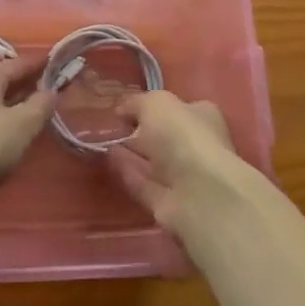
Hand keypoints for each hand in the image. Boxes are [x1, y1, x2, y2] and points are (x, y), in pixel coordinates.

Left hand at [0, 58, 53, 205]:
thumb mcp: (22, 124)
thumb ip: (41, 104)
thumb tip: (51, 90)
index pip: (20, 62)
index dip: (42, 64)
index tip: (61, 63)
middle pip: (4, 80)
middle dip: (28, 84)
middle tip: (53, 89)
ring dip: (14, 103)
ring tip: (34, 112)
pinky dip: (0, 119)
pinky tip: (9, 133)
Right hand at [106, 89, 241, 236]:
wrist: (198, 194)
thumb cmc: (182, 137)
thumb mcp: (156, 104)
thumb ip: (137, 103)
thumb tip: (123, 110)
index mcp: (202, 116)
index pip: (176, 108)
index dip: (150, 107)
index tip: (123, 108)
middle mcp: (196, 145)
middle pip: (163, 136)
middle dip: (139, 131)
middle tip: (108, 126)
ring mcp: (183, 177)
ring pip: (152, 161)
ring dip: (130, 152)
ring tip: (102, 142)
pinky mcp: (168, 203)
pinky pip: (143, 182)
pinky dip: (127, 172)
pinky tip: (107, 161)